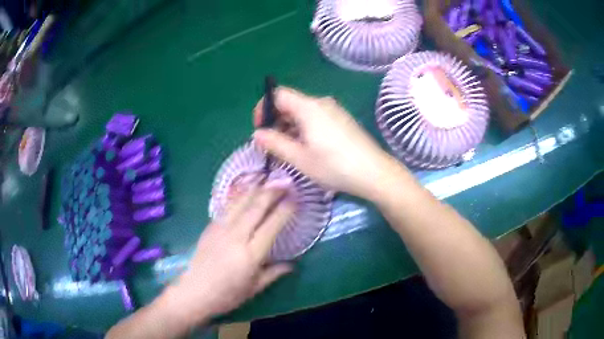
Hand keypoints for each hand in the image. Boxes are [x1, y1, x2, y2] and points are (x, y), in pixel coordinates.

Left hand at [162, 183, 294, 326]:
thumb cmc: (227, 295)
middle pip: (256, 207)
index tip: (296, 198)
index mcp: (251, 254)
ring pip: (240, 202)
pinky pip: (227, 206)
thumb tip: (292, 265)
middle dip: (272, 191)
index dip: (285, 209)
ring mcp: (220, 229)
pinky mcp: (210, 227)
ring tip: (267, 179)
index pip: (272, 225)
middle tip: (285, 182)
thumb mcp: (255, 288)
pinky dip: (239, 195)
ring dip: (255, 188)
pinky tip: (245, 190)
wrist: (195, 292)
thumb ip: (274, 273)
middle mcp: (236, 237)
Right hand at [253, 87, 405, 200]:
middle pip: (290, 103)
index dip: (264, 108)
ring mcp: (334, 111)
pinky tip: (307, 148)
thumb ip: (275, 143)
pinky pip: (316, 118)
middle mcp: (321, 103)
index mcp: (308, 107)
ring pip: (303, 112)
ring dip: (290, 127)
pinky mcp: (342, 120)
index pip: (278, 95)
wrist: (375, 173)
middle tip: (272, 145)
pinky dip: (304, 129)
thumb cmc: (334, 166)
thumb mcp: (300, 158)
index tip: (260, 129)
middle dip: (276, 121)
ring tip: (288, 150)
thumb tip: (257, 134)